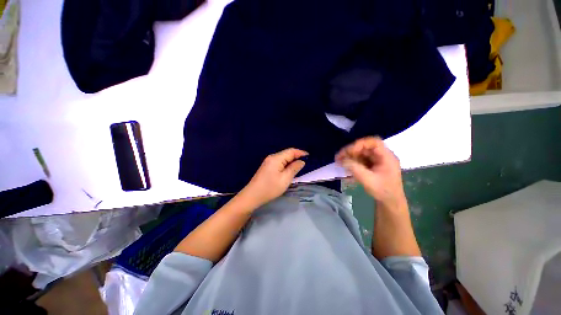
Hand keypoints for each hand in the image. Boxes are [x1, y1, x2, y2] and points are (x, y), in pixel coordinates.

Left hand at [240, 148, 307, 207]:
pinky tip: (289, 169)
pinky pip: (279, 162)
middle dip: (297, 156)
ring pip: (283, 158)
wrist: (253, 195)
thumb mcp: (285, 179)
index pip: (291, 151)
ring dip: (291, 160)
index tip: (309, 156)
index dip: (301, 152)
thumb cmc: (270, 188)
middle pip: (287, 153)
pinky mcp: (267, 166)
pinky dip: (286, 164)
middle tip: (306, 162)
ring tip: (300, 166)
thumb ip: (294, 168)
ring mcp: (268, 162)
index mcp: (276, 158)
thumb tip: (301, 161)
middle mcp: (272, 157)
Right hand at [336, 137, 404, 208]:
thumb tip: (342, 160)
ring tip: (339, 161)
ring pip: (361, 153)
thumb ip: (355, 168)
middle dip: (351, 151)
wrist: (390, 202)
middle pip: (365, 147)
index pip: (374, 142)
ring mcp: (377, 160)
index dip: (360, 144)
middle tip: (339, 157)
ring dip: (350, 156)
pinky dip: (352, 161)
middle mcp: (382, 156)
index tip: (349, 152)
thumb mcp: (368, 180)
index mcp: (386, 157)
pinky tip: (345, 166)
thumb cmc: (383, 191)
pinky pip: (361, 159)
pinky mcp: (372, 165)